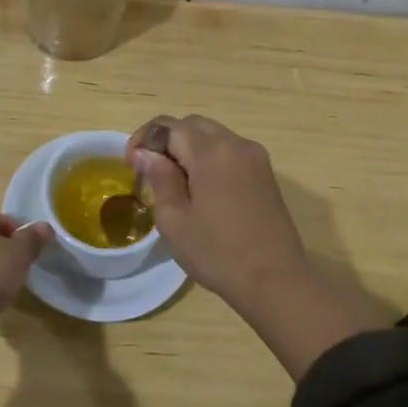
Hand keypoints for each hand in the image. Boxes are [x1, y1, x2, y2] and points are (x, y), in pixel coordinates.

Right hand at [126, 114, 309, 303]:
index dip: (145, 139)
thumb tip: (145, 153)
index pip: (169, 126)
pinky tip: (201, 186)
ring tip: (172, 178)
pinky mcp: (265, 172)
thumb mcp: (175, 220)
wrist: (276, 281)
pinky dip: (209, 156)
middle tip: (149, 168)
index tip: (131, 163)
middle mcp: (236, 144)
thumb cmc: (218, 254)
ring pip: (213, 135)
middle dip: (166, 139)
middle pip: (192, 125)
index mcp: (211, 153)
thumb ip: (159, 178)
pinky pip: (230, 150)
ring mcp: (255, 157)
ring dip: (188, 146)